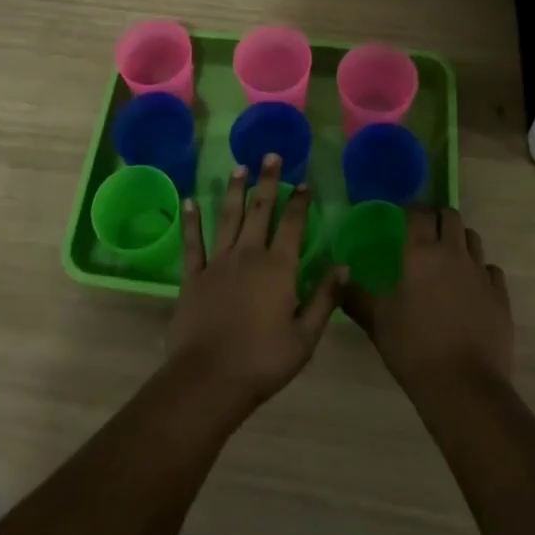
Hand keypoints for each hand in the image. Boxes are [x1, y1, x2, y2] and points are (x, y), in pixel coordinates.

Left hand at [167, 157, 348, 419]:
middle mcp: (248, 255)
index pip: (292, 225)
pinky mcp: (193, 276)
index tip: (304, 181)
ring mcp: (217, 262)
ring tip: (239, 167)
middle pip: (260, 211)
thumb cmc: (263, 361)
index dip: (299, 201)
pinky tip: (190, 200)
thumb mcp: (306, 336)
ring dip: (234, 191)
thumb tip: (344, 265)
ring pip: (227, 217)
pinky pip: (192, 242)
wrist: (209, 379)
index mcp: (278, 268)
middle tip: (270, 155)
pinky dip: (191, 220)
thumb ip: (325, 298)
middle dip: (267, 182)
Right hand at [344, 208, 512, 401]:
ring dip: (460, 240)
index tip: (403, 217)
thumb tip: (340, 278)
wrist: (463, 387)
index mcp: (420, 253)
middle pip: (450, 216)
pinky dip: (480, 271)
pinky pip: (491, 269)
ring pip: (473, 238)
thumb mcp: (377, 322)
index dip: (411, 209)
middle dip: (438, 218)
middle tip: (426, 234)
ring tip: (449, 257)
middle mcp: (452, 253)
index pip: (418, 212)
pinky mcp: (500, 295)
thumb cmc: (413, 349)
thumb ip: (356, 296)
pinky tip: (471, 287)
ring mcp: (480, 273)